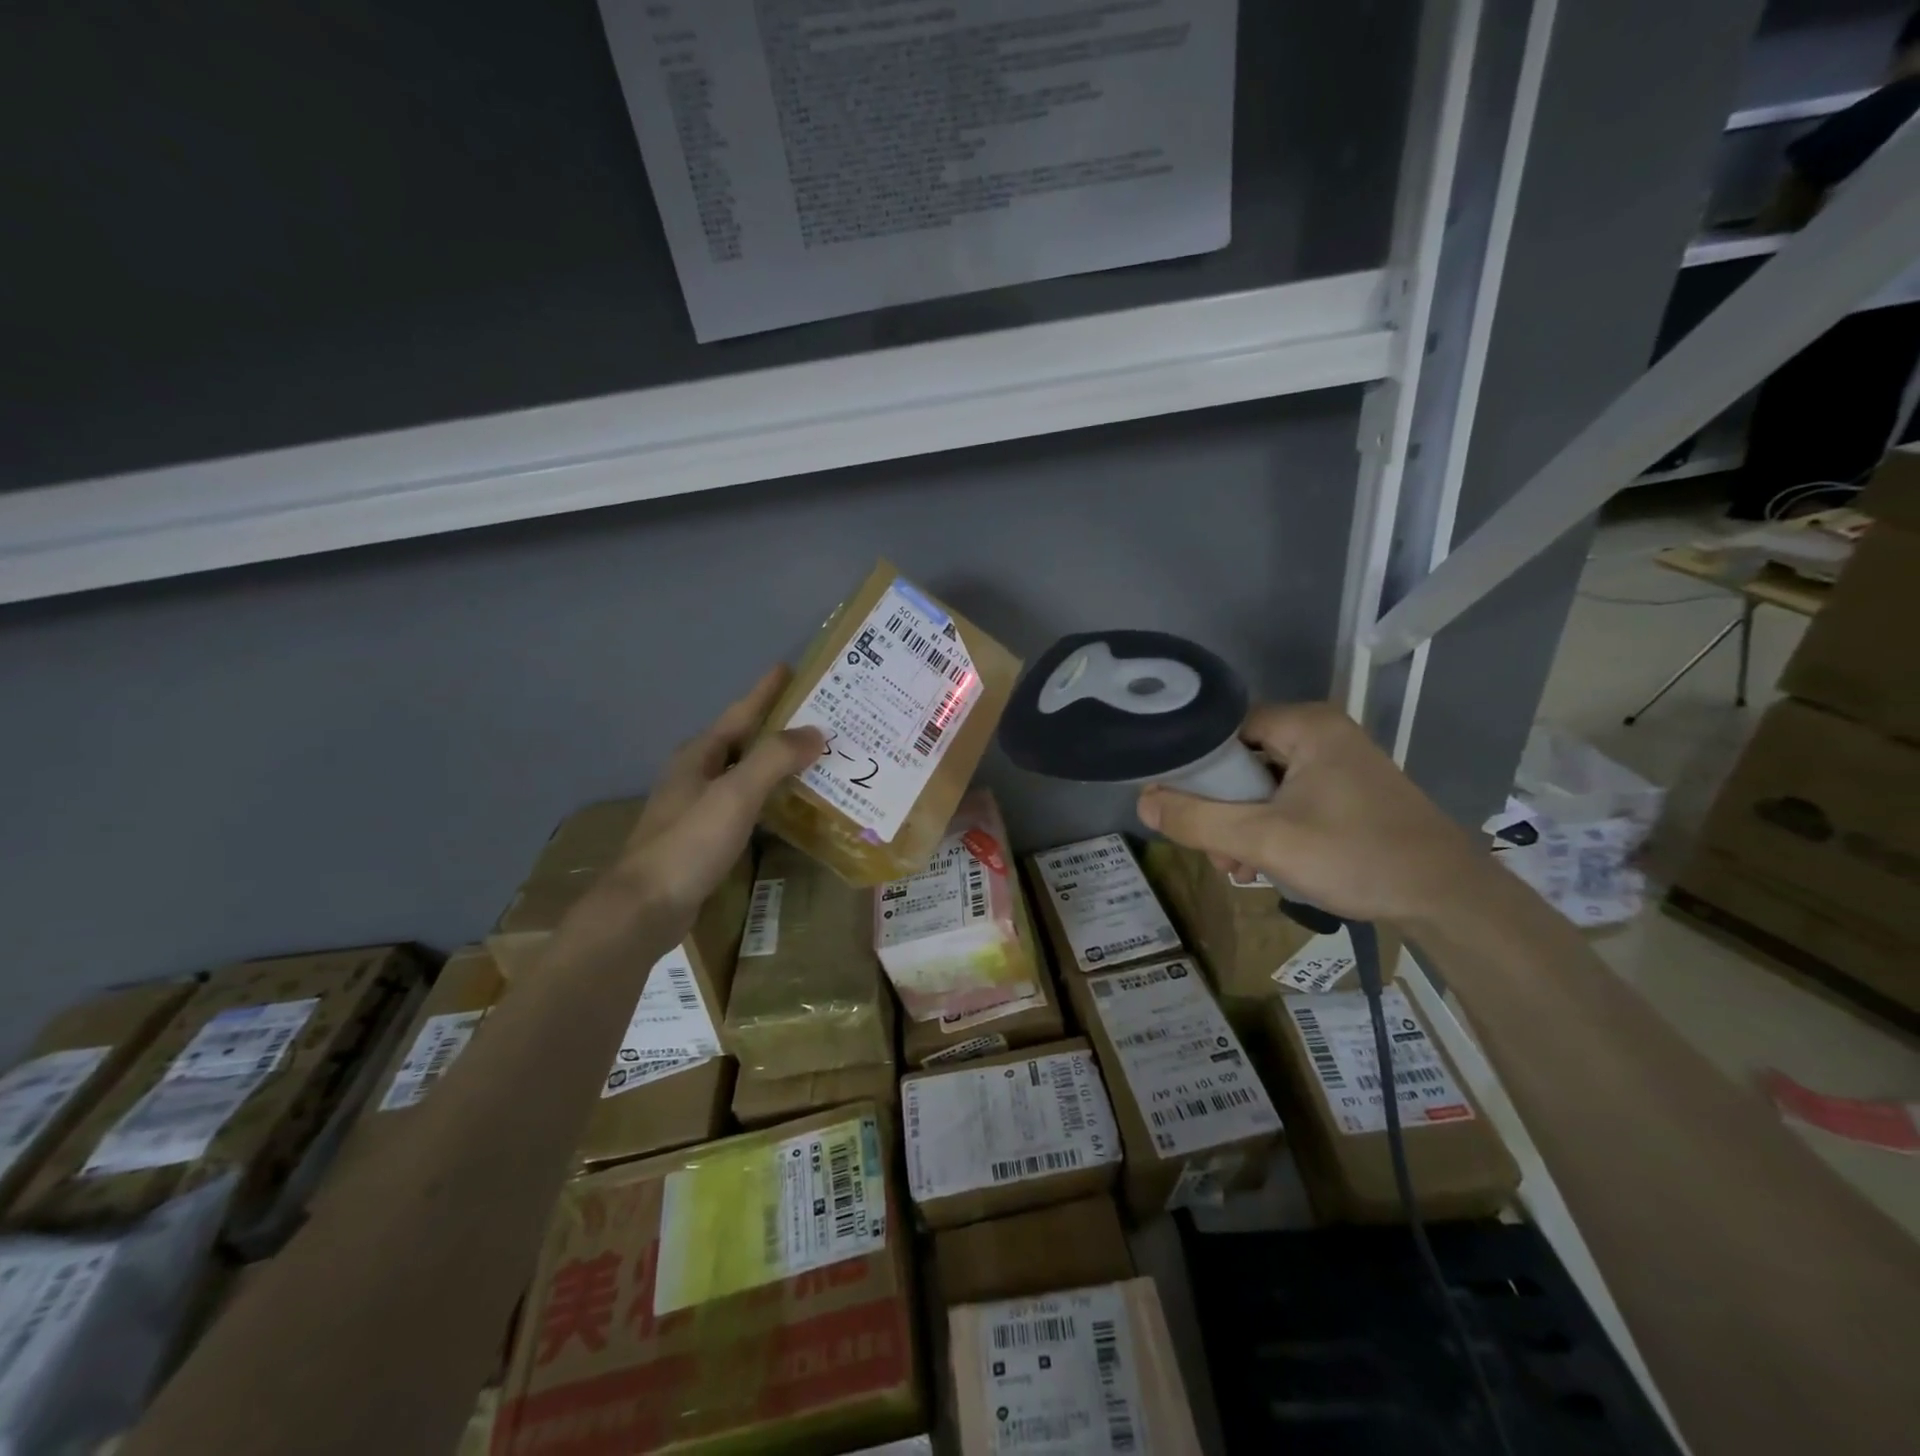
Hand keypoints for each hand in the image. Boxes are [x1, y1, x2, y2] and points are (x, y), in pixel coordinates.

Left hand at [586, 667, 822, 935]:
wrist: (644, 908)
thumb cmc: (689, 843)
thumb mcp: (734, 794)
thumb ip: (774, 759)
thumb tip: (815, 732)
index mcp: (699, 755)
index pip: (740, 713)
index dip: (766, 690)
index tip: (790, 667)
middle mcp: (696, 774)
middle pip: (743, 741)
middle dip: (778, 727)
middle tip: (820, 719)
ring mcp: (697, 807)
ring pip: (744, 774)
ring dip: (776, 764)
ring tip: (814, 759)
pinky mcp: (703, 838)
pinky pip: (745, 804)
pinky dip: (769, 797)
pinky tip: (789, 807)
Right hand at [1136, 701, 1488, 928]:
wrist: (1449, 901)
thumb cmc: (1356, 857)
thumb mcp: (1264, 840)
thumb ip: (1198, 820)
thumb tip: (1142, 800)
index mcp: (1305, 726)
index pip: (1224, 728)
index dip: (1194, 765)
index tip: (1179, 805)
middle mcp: (1321, 734)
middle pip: (1241, 759)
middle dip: (1219, 807)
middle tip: (1215, 850)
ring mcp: (1338, 763)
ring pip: (1262, 784)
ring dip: (1241, 824)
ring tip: (1240, 868)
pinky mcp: (1348, 792)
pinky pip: (1288, 799)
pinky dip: (1270, 828)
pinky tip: (1266, 865)